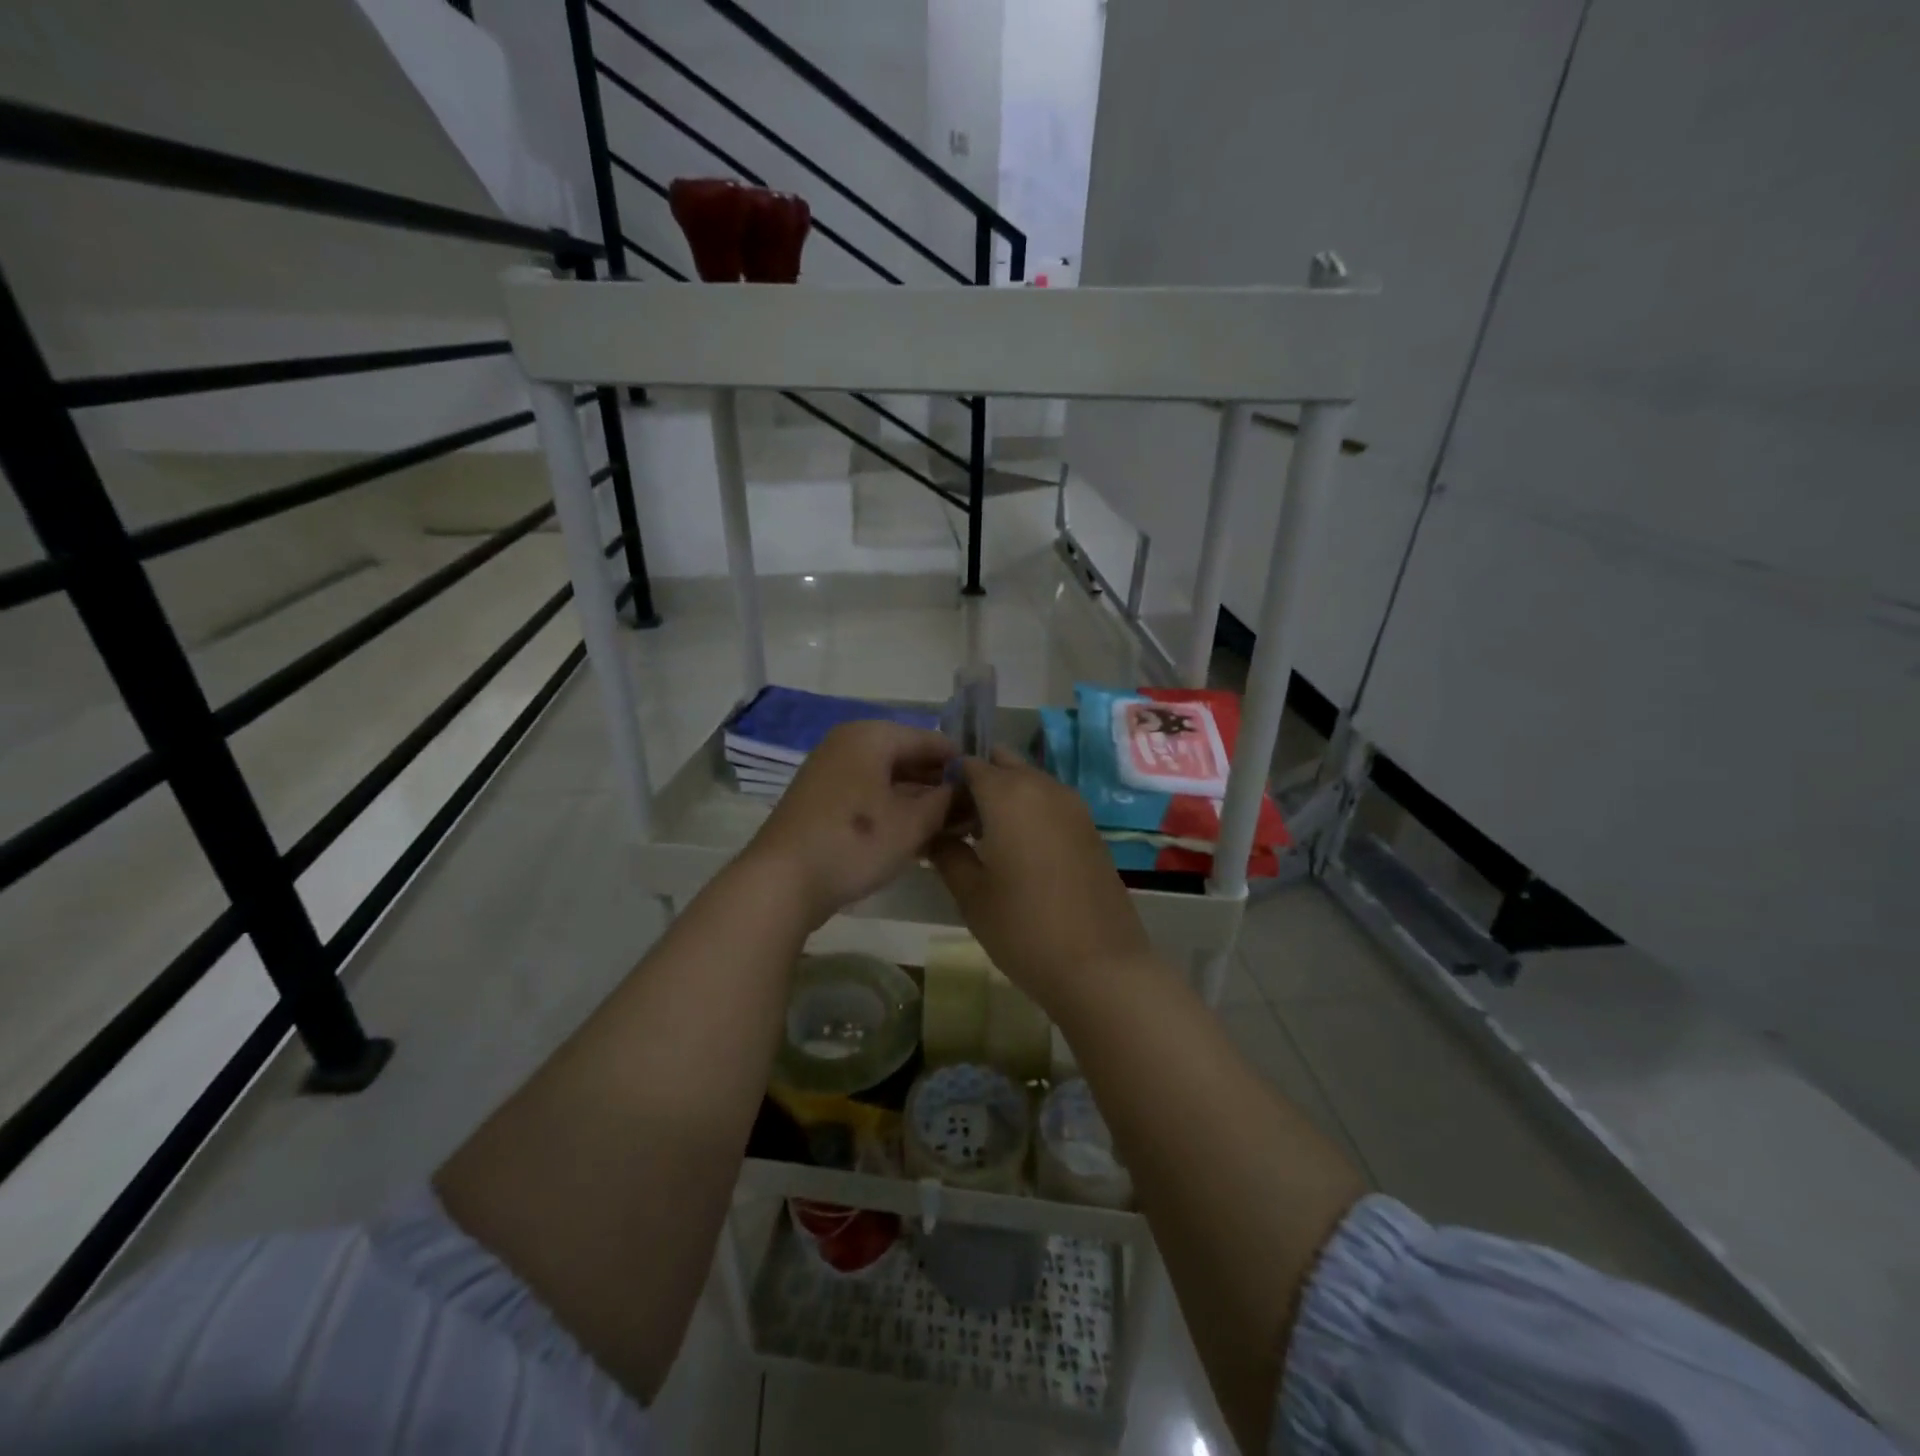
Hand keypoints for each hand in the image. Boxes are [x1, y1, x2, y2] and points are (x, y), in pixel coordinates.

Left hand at [744, 720, 957, 926]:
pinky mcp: (820, 800)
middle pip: (907, 757)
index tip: (986, 791)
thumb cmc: (854, 842)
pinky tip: (914, 837)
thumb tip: (963, 790)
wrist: (782, 881)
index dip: (961, 765)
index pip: (931, 740)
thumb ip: (946, 801)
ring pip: (887, 780)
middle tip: (969, 815)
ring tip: (948, 829)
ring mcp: (830, 772)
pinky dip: (891, 811)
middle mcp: (848, 744)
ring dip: (917, 801)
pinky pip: (867, 795)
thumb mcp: (913, 823)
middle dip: (938, 785)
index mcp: (871, 735)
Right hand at [929, 749, 1151, 1012]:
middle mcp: (1043, 787)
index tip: (932, 813)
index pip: (968, 765)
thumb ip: (947, 854)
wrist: (1100, 966)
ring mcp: (1073, 806)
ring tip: (984, 840)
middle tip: (958, 823)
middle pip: (1003, 765)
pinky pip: (1050, 802)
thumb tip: (933, 834)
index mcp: (1009, 793)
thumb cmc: (1024, 928)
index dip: (947, 782)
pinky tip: (1018, 851)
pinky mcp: (1090, 828)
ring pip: (1030, 782)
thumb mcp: (971, 894)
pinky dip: (1030, 811)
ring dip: (1005, 797)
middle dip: (978, 783)